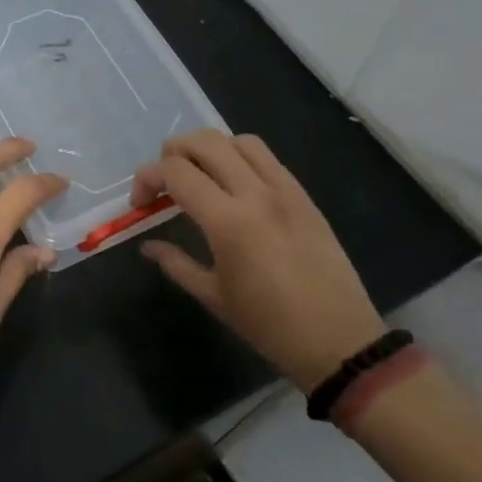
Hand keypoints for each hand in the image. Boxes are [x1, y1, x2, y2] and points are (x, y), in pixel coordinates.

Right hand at [134, 129, 384, 390]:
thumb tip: (147, 245)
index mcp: (228, 221)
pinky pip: (266, 157)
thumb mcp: (213, 296)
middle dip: (172, 153)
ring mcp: (284, 190)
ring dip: (209, 149)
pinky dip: (239, 157)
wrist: (340, 341)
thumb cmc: (269, 326)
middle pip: (204, 142)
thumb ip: (175, 263)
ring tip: (199, 176)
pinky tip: (233, 185)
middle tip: (164, 183)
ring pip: (237, 141)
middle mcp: (255, 193)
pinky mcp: (303, 195)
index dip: (148, 178)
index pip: (175, 172)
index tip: (140, 202)